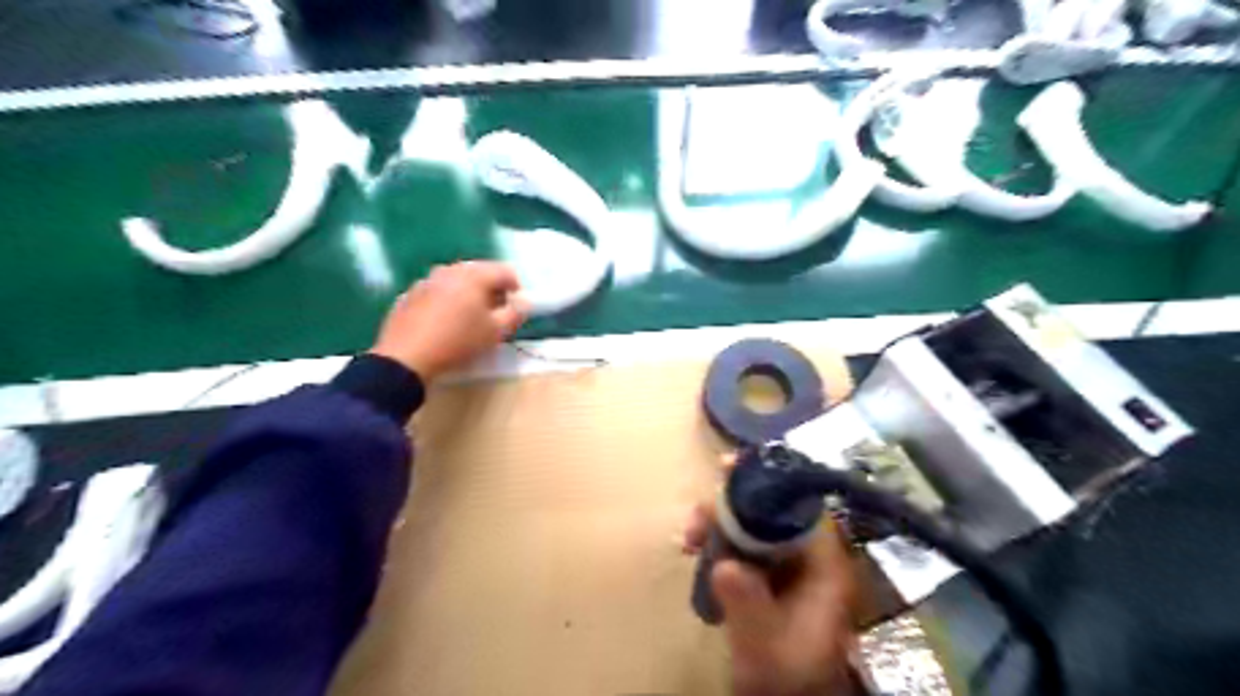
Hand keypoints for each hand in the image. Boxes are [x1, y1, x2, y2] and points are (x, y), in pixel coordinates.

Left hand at [365, 261, 523, 379]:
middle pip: (479, 272)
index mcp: (474, 276)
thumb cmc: (458, 342)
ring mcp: (426, 280)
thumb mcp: (495, 333)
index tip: (515, 308)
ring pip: (457, 280)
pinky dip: (447, 300)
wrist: (406, 357)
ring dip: (468, 293)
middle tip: (495, 312)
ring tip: (470, 317)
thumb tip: (524, 302)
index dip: (515, 288)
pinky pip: (437, 291)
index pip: (504, 271)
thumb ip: (515, 314)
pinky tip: (445, 322)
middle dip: (492, 289)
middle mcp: (450, 270)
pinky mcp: (410, 295)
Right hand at [683, 501, 859, 695]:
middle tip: (697, 518)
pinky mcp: (765, 573)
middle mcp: (807, 554)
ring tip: (689, 538)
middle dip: (730, 505)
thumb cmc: (788, 674)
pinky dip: (716, 539)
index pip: (800, 505)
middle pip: (770, 508)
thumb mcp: (768, 644)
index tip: (729, 469)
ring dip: (717, 522)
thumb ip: (750, 605)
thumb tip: (726, 566)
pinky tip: (694, 548)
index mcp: (823, 564)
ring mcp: (785, 563)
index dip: (767, 482)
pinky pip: (740, 542)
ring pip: (751, 523)